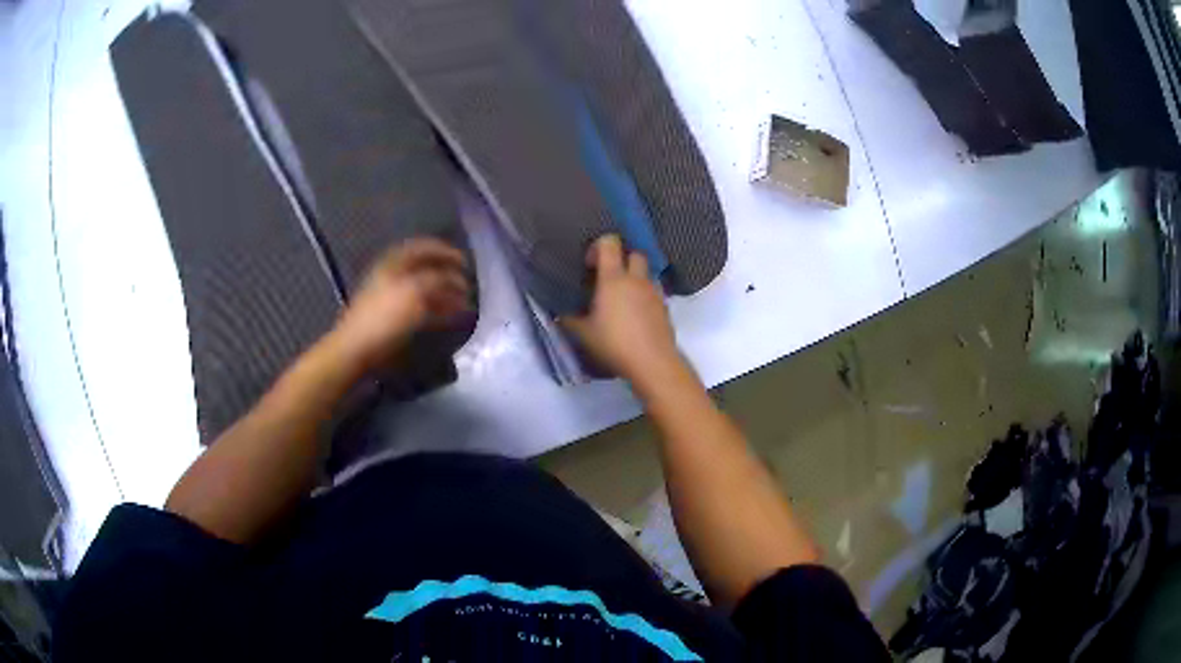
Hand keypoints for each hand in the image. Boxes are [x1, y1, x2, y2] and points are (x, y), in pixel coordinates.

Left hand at [332, 238, 470, 372]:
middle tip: (467, 285)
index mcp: (394, 263)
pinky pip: (420, 309)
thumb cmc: (384, 317)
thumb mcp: (415, 292)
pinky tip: (449, 318)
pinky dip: (437, 311)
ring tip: (464, 304)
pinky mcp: (392, 320)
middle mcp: (393, 276)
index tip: (465, 262)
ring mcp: (391, 298)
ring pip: (424, 291)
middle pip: (425, 269)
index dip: (445, 251)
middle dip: (448, 276)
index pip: (423, 248)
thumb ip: (438, 280)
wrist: (356, 350)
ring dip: (445, 295)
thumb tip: (454, 280)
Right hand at [562, 235, 684, 384]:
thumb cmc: (614, 343)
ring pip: (646, 273)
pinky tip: (635, 315)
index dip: (598, 246)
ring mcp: (654, 292)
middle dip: (622, 259)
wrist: (653, 362)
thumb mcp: (584, 334)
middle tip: (608, 278)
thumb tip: (559, 314)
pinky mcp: (665, 307)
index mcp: (614, 279)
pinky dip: (644, 296)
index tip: (589, 264)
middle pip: (634, 254)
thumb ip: (569, 320)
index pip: (610, 243)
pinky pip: (654, 292)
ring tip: (622, 298)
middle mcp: (636, 280)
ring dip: (635, 278)